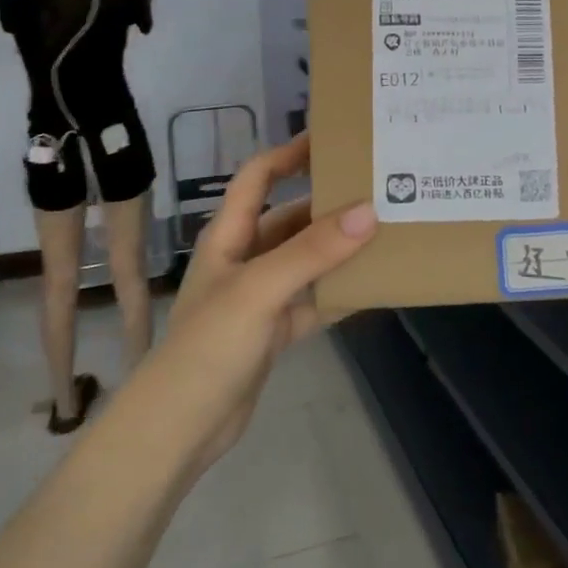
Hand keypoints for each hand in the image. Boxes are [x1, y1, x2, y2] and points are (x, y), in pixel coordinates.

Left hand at [153, 133, 375, 472]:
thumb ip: (312, 252)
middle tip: (378, 189)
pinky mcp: (273, 330)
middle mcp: (244, 258)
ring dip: (338, 249)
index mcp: (228, 236)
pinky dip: (339, 293)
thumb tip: (369, 212)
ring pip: (306, 260)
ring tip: (386, 232)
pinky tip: (373, 286)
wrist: (181, 427)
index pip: (258, 177)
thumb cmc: (208, 346)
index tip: (333, 139)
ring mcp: (260, 296)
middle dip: (328, 203)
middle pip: (290, 218)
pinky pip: (313, 300)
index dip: (290, 154)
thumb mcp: (259, 290)